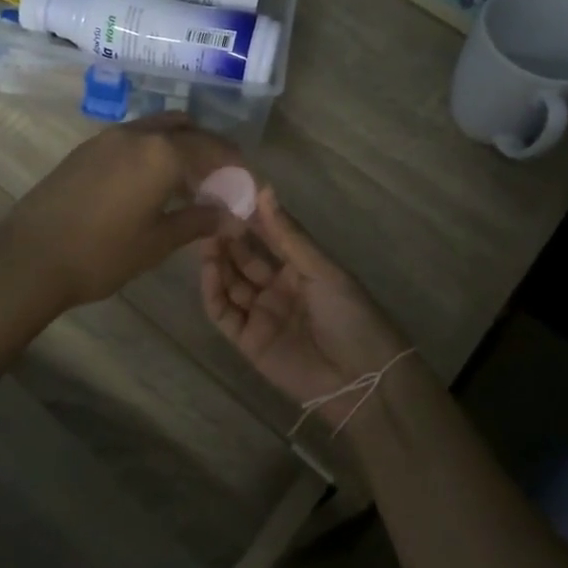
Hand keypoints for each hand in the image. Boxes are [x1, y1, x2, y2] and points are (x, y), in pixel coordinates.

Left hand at [0, 113, 242, 312]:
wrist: (28, 258)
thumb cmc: (101, 254)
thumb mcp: (157, 242)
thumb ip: (199, 221)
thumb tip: (233, 218)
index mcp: (162, 153)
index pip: (213, 149)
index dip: (235, 168)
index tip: (248, 187)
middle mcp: (137, 134)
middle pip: (187, 130)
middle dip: (210, 151)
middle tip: (222, 181)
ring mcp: (108, 138)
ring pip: (158, 129)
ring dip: (181, 147)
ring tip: (189, 182)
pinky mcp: (86, 149)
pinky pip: (133, 138)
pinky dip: (154, 151)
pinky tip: (152, 183)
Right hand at [200, 186, 412, 428]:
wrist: (361, 378)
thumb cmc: (350, 315)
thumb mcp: (323, 270)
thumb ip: (289, 235)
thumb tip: (265, 190)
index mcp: (301, 270)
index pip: (269, 239)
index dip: (251, 220)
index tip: (229, 196)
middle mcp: (278, 289)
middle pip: (245, 260)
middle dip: (228, 240)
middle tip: (209, 217)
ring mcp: (261, 315)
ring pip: (230, 284)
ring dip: (217, 262)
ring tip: (206, 239)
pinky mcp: (247, 341)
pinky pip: (223, 313)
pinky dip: (213, 292)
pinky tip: (209, 269)